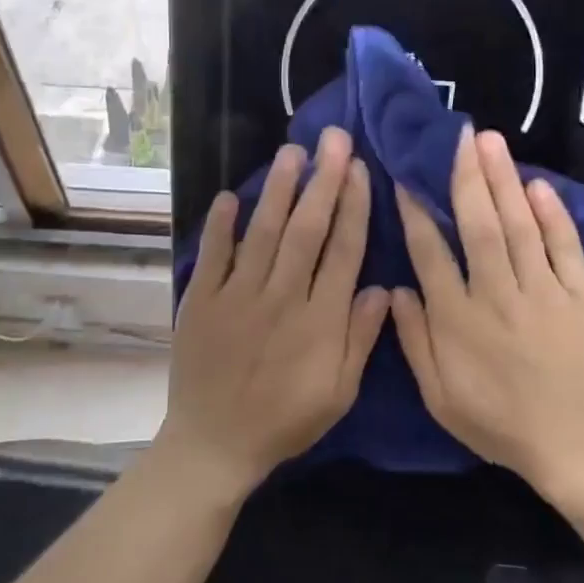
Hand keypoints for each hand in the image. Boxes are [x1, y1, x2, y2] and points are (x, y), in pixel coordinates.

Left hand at [163, 127, 389, 498]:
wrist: (215, 443)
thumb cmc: (285, 419)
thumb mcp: (339, 393)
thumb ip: (360, 339)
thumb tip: (381, 287)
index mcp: (319, 320)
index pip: (342, 251)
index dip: (353, 207)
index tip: (359, 169)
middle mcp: (281, 298)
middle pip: (306, 230)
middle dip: (322, 181)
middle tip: (332, 139)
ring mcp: (238, 296)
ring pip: (263, 233)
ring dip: (279, 190)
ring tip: (292, 152)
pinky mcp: (202, 301)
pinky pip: (213, 255)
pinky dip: (221, 225)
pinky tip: (231, 195)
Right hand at [392, 126, 583, 497]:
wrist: (578, 446)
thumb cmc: (501, 423)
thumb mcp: (440, 397)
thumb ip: (414, 341)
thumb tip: (393, 290)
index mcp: (458, 319)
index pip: (430, 253)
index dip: (416, 212)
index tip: (407, 177)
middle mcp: (497, 295)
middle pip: (478, 226)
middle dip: (466, 177)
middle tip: (460, 136)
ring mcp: (544, 292)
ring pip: (519, 226)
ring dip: (504, 181)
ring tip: (491, 142)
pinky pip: (566, 247)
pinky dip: (553, 214)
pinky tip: (538, 184)